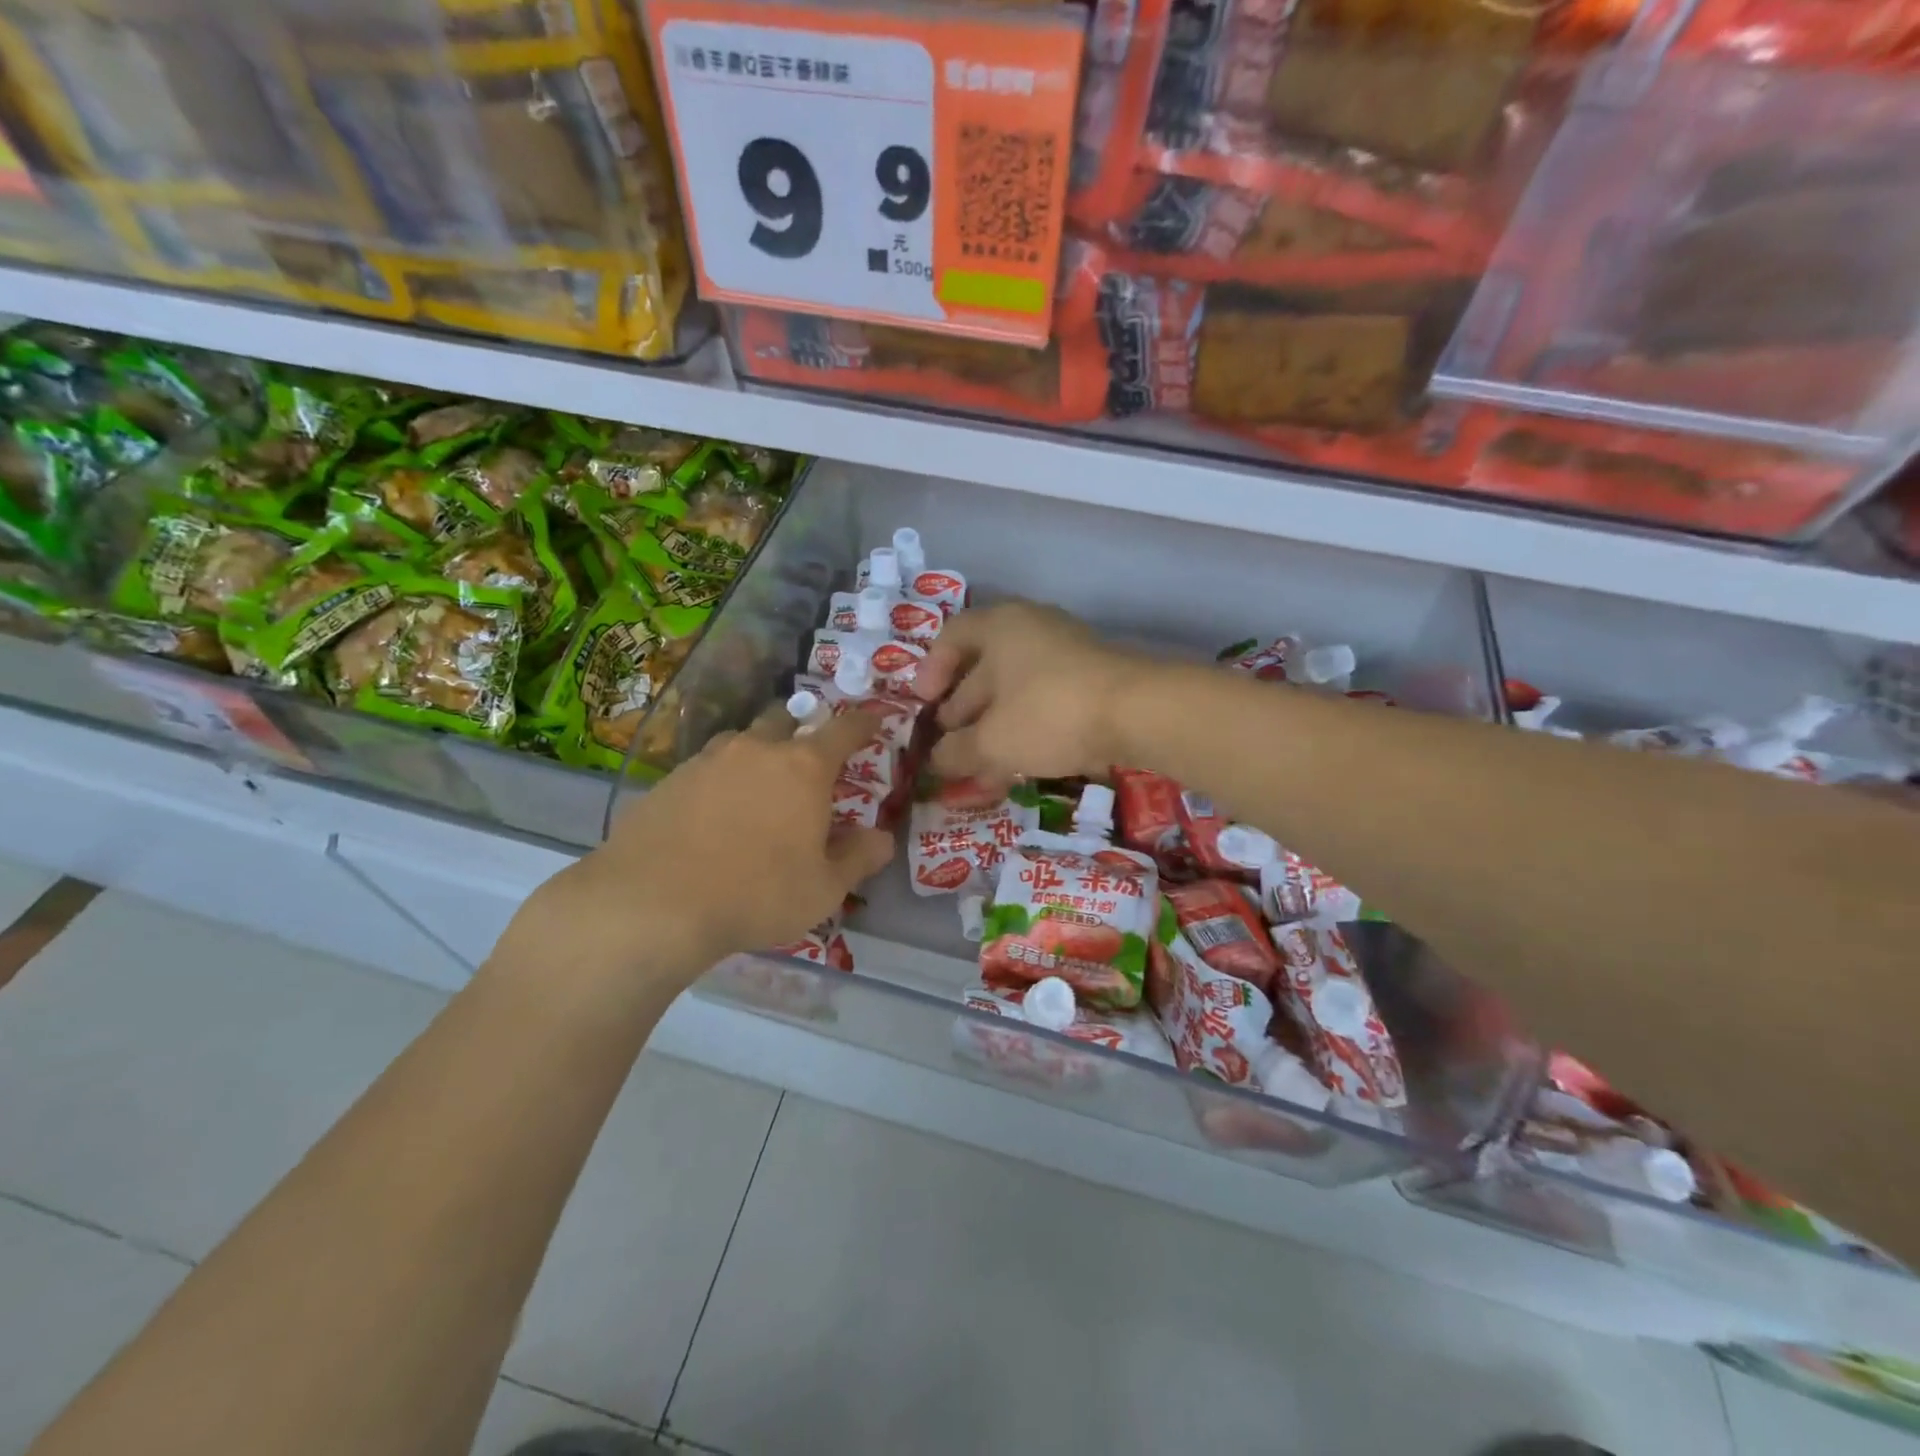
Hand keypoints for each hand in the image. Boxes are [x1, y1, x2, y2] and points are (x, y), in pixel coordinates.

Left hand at [501, 708, 894, 990]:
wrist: (653, 905)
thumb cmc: (757, 894)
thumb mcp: (824, 889)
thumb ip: (858, 858)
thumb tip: (882, 838)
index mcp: (804, 768)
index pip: (843, 730)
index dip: (862, 724)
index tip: (872, 723)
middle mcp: (756, 750)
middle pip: (784, 719)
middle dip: (802, 728)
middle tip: (808, 756)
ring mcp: (707, 761)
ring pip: (740, 740)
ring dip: (757, 752)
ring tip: (758, 784)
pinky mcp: (668, 781)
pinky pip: (704, 768)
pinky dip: (719, 780)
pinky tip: (713, 813)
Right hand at [914, 601, 1147, 796]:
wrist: (1138, 714)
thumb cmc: (1048, 713)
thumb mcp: (991, 740)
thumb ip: (956, 752)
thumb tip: (937, 762)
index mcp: (1000, 627)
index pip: (952, 636)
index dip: (931, 669)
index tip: (922, 704)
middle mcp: (1032, 630)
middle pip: (983, 668)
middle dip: (961, 712)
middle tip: (948, 747)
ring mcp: (1065, 655)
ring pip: (1015, 693)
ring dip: (992, 730)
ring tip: (977, 770)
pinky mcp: (1090, 683)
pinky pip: (1043, 704)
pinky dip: (1024, 733)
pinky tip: (1014, 769)